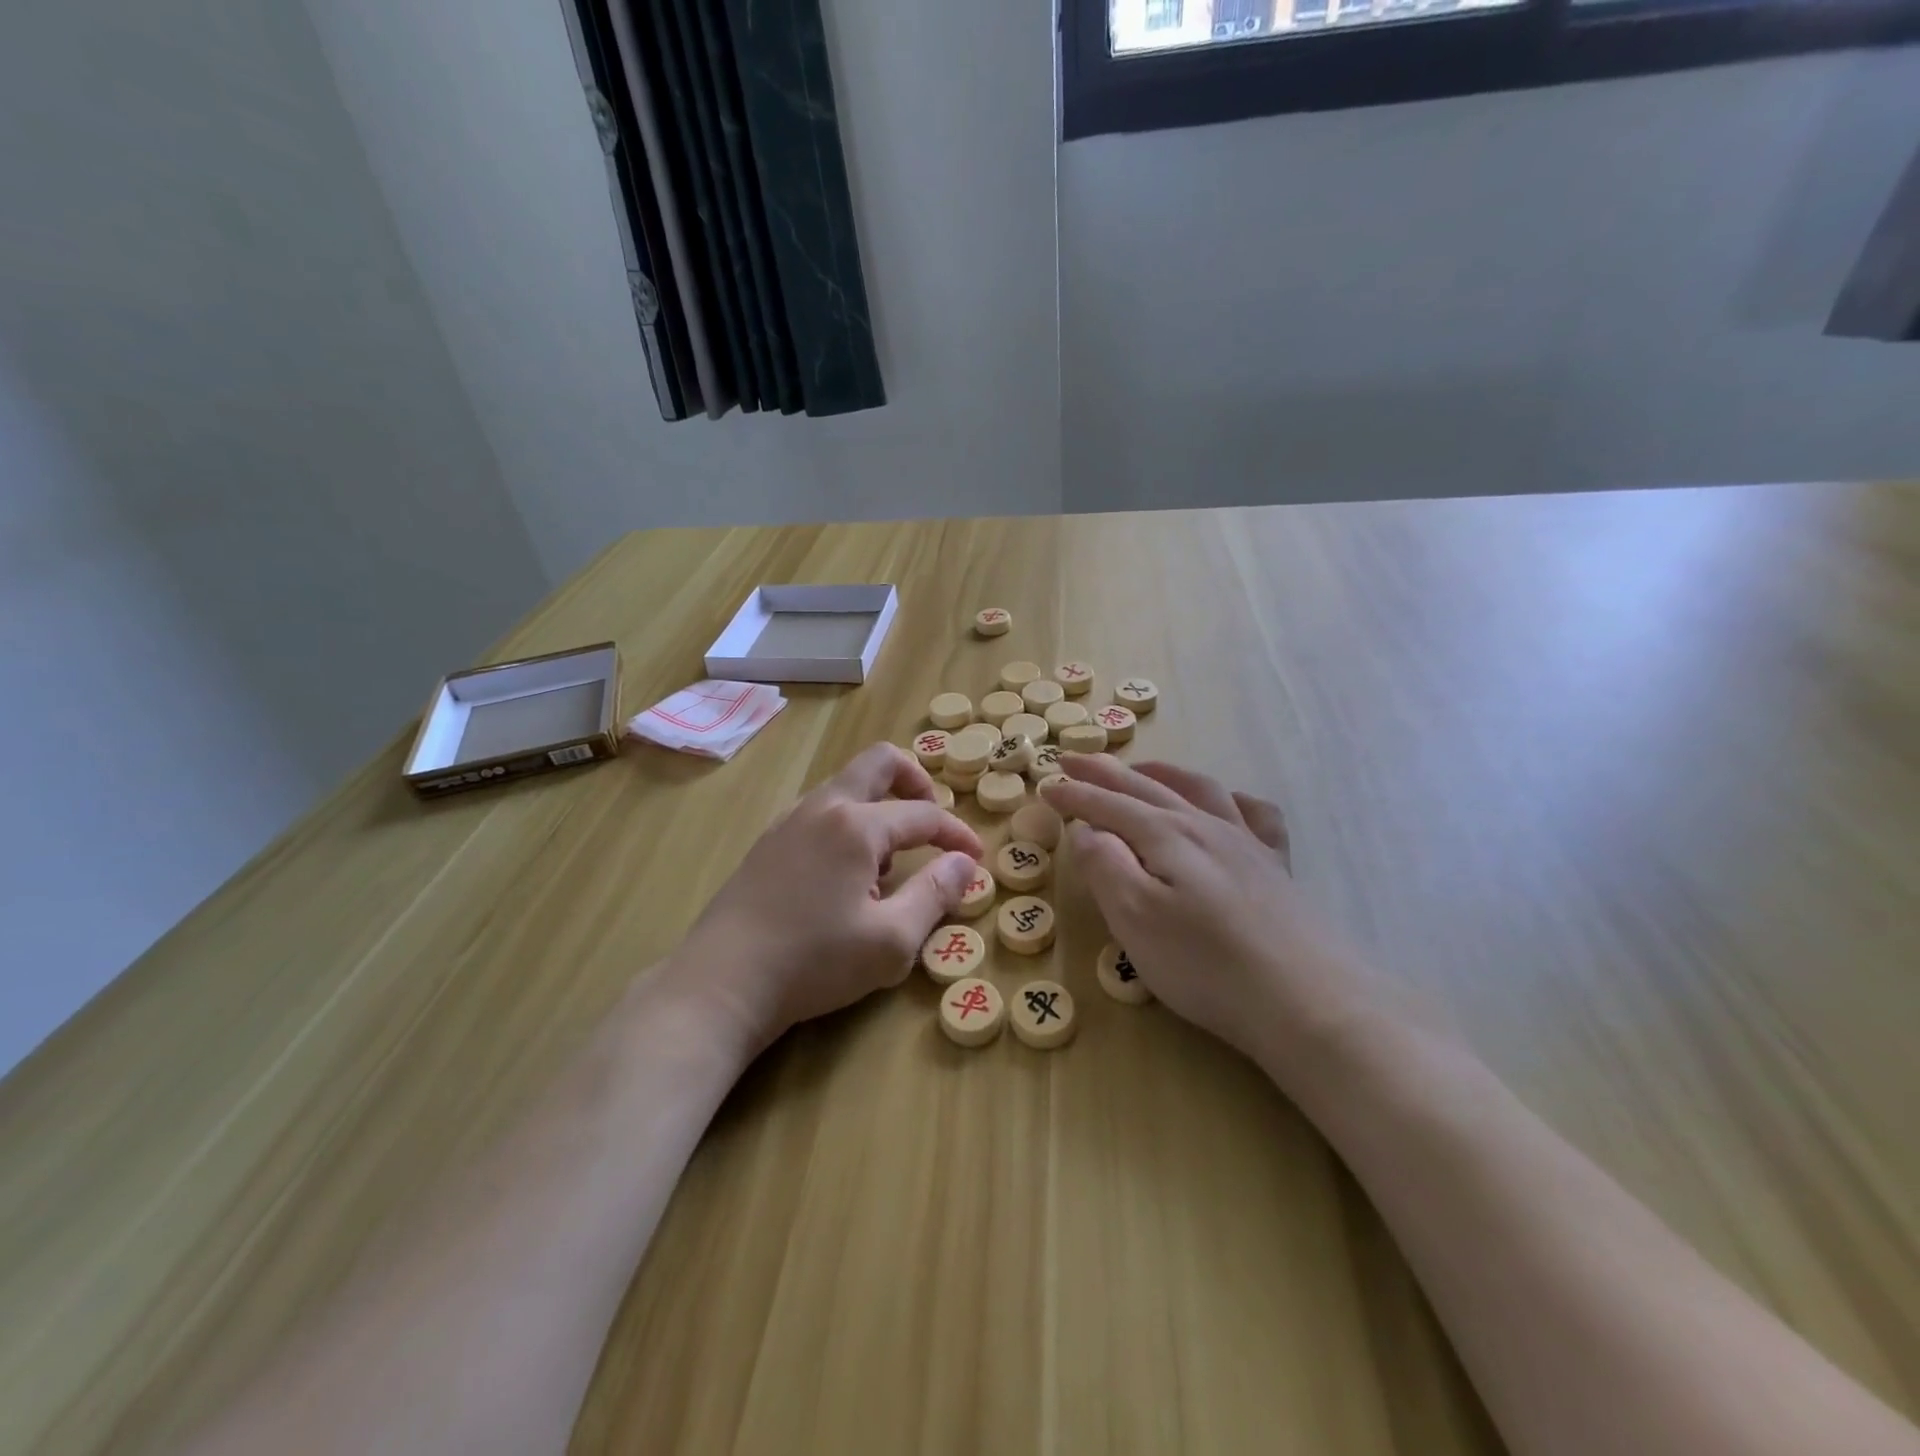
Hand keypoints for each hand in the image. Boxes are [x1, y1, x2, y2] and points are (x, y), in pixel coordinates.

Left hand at [677, 743, 983, 1052]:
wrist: (722, 982)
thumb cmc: (814, 962)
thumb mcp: (891, 941)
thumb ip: (935, 895)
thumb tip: (964, 864)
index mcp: (856, 825)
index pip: (922, 814)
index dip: (956, 834)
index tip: (975, 858)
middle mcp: (823, 807)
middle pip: (879, 762)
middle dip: (915, 781)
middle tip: (932, 822)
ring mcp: (789, 820)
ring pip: (846, 785)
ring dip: (879, 804)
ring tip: (890, 857)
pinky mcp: (768, 842)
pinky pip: (821, 810)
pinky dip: (848, 821)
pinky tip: (847, 871)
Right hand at [1041, 755, 1372, 1066]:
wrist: (1306, 999)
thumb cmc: (1205, 964)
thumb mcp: (1135, 918)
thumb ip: (1106, 866)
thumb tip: (1089, 830)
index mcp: (1166, 836)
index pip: (1109, 805)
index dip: (1075, 795)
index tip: (1046, 786)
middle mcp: (1204, 826)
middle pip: (1147, 786)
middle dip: (1105, 772)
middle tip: (1073, 758)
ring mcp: (1245, 843)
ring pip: (1197, 789)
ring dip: (1161, 772)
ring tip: (1138, 768)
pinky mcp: (1275, 867)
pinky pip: (1254, 814)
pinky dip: (1231, 799)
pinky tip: (1226, 804)